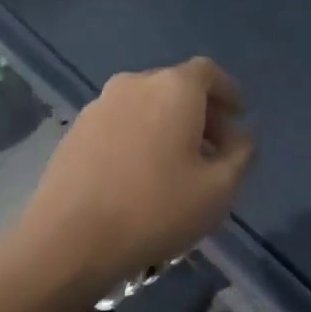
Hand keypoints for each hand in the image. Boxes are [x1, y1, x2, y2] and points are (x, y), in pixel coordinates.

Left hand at [18, 57, 254, 294]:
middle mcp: (134, 84)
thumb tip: (241, 136)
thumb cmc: (156, 210)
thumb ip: (241, 154)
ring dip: (168, 126)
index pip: (208, 72)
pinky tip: (142, 175)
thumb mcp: (219, 189)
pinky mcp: (74, 131)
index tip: (240, 117)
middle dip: (201, 113)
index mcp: (173, 88)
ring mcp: (98, 106)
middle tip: (216, 150)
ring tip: (179, 166)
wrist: (69, 240)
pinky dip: (140, 137)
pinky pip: (120, 124)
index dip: (229, 91)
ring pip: (146, 106)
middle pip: (176, 87)